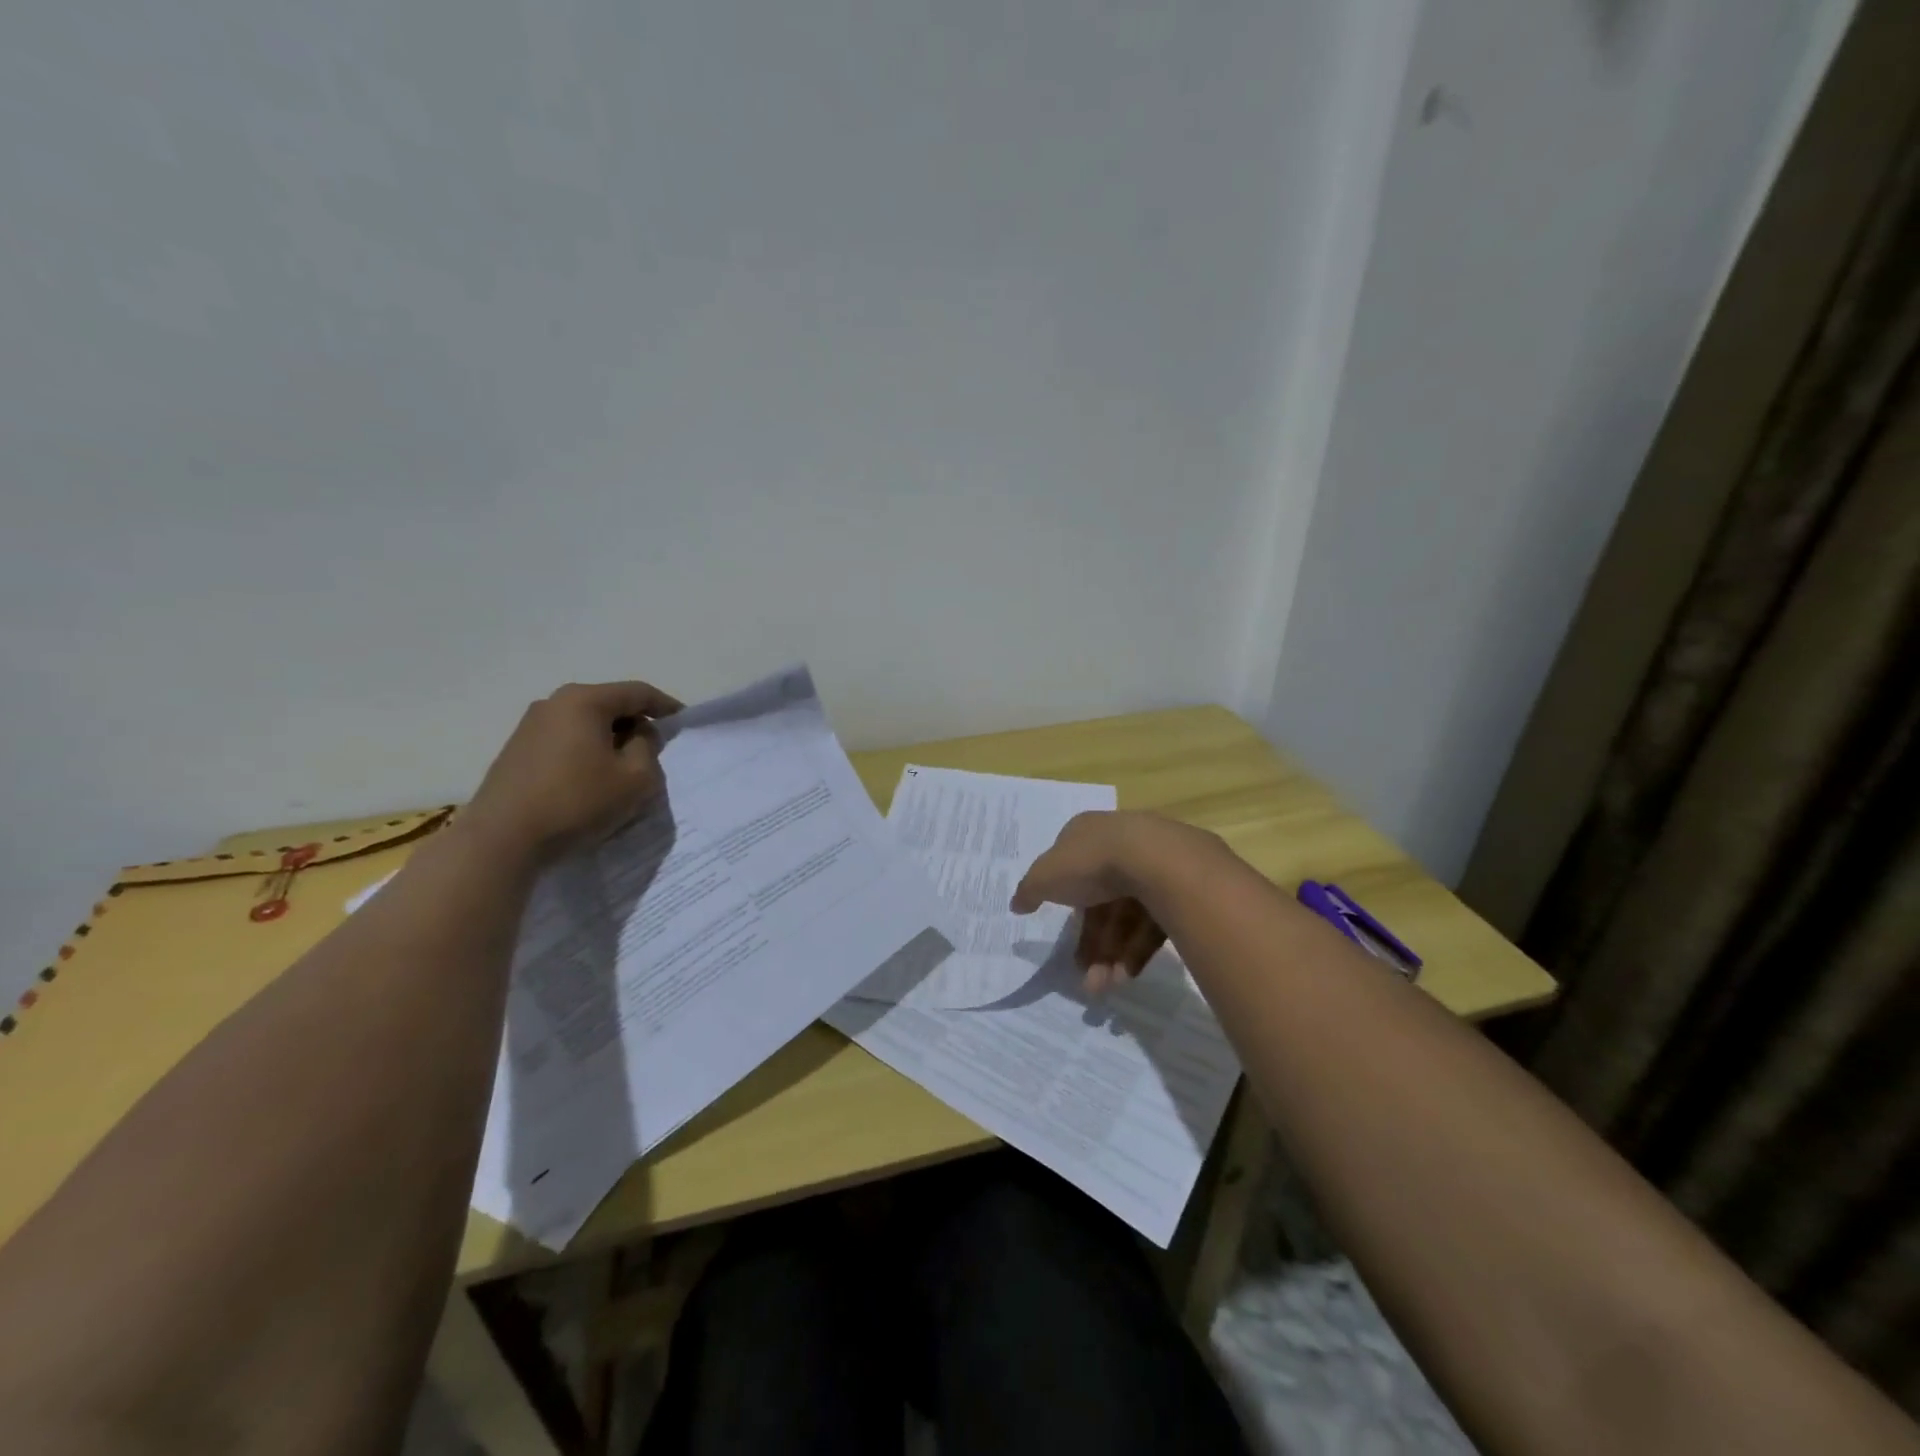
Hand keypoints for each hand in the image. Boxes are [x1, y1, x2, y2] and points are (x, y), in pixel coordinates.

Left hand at [461, 680, 681, 861]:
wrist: (503, 838)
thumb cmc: (578, 801)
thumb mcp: (636, 778)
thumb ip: (648, 748)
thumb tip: (638, 734)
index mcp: (585, 701)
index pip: (638, 692)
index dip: (666, 706)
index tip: (683, 722)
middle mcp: (555, 703)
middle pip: (609, 704)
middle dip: (636, 723)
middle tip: (656, 748)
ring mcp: (530, 726)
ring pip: (586, 723)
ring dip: (610, 739)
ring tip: (625, 766)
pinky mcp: (517, 750)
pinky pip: (566, 740)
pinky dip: (587, 751)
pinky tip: (592, 778)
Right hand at [1011, 811, 1185, 994]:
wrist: (1156, 860)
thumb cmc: (1091, 862)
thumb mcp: (1045, 876)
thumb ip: (1029, 890)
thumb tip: (1016, 904)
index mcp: (1087, 834)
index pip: (1072, 869)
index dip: (1065, 904)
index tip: (1064, 937)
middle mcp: (1120, 846)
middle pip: (1102, 901)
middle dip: (1092, 943)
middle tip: (1086, 977)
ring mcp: (1153, 865)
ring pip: (1128, 917)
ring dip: (1113, 955)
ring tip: (1106, 986)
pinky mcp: (1179, 888)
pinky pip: (1154, 923)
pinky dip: (1138, 950)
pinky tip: (1128, 974)